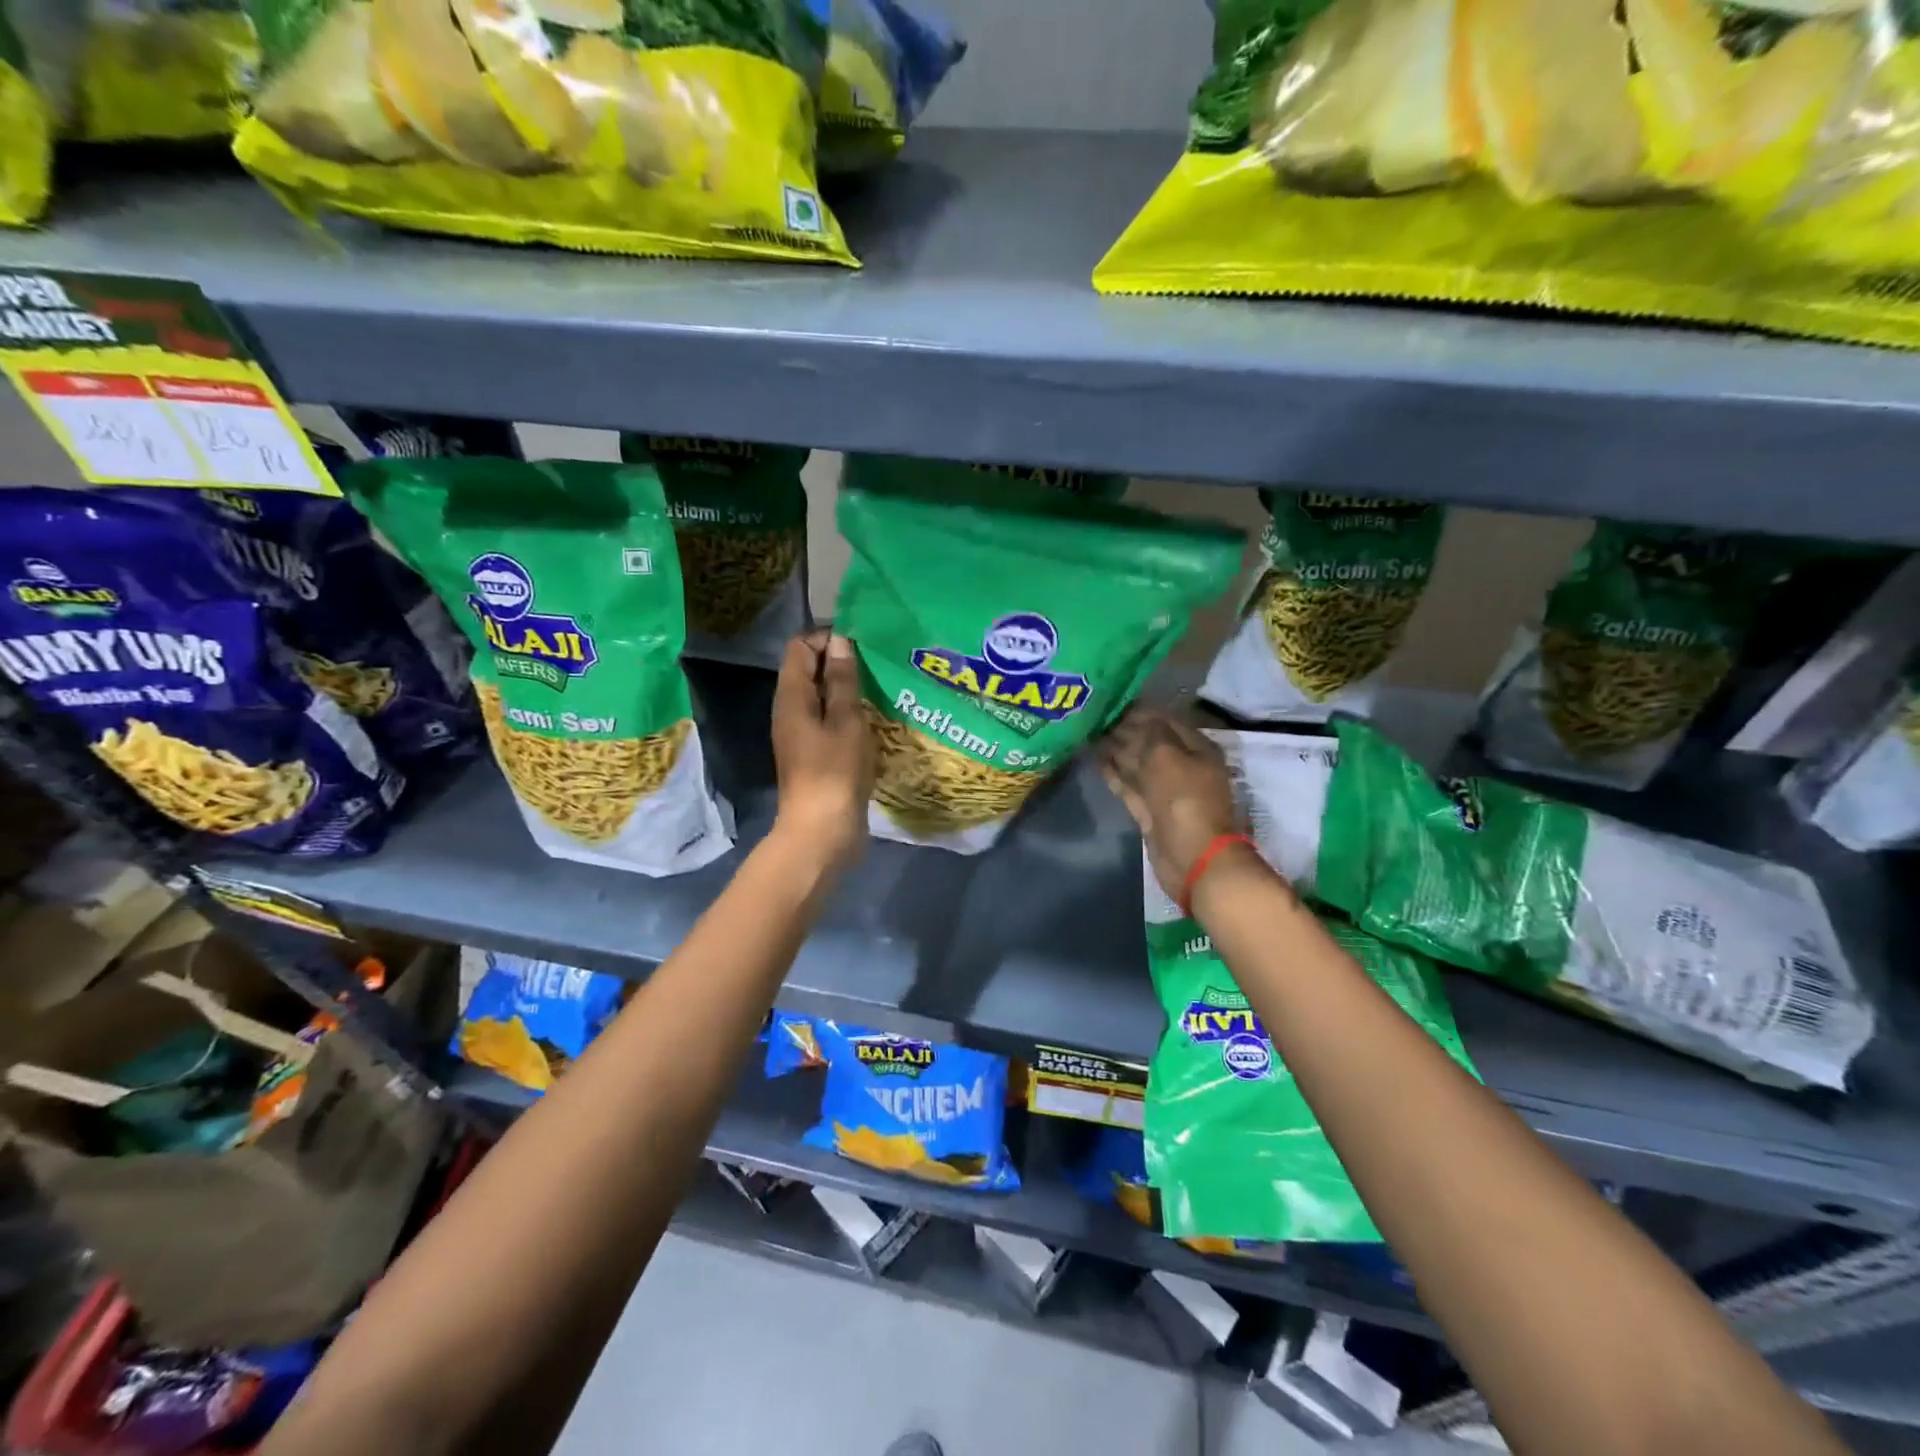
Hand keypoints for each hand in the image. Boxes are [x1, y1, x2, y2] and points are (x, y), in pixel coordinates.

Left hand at [770, 631, 872, 871]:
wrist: (822, 832)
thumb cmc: (834, 771)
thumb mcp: (845, 720)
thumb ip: (842, 680)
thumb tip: (839, 641)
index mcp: (791, 697)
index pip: (800, 648)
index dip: (827, 639)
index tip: (862, 644)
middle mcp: (790, 711)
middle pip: (810, 671)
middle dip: (841, 662)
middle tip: (878, 664)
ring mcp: (802, 735)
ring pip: (822, 698)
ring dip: (848, 690)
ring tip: (881, 688)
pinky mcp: (816, 755)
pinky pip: (830, 721)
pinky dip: (849, 714)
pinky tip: (875, 719)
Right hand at [1097, 707, 1240, 903]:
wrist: (1192, 857)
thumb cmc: (1184, 798)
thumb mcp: (1167, 755)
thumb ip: (1149, 733)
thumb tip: (1132, 717)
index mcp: (1196, 747)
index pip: (1164, 719)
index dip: (1139, 709)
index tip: (1110, 700)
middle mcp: (1182, 765)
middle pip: (1149, 741)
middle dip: (1124, 729)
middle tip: (1093, 715)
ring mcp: (1165, 790)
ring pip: (1136, 763)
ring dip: (1114, 749)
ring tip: (1087, 732)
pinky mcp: (1150, 811)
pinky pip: (1129, 784)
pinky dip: (1113, 772)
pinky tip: (1094, 758)